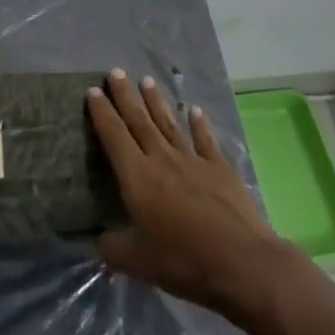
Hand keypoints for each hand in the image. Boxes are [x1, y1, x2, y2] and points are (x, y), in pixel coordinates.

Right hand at [88, 70, 292, 317]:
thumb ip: (113, 248)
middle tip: (116, 72)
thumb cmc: (183, 260)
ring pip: (169, 123)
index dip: (102, 113)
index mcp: (137, 176)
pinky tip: (195, 110)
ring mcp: (193, 160)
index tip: (94, 90)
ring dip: (157, 101)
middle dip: (125, 95)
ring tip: (146, 80)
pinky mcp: (220, 168)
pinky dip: (199, 124)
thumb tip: (99, 240)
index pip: (114, 136)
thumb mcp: (137, 262)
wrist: (240, 262)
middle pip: (139, 120)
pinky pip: (205, 140)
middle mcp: (162, 159)